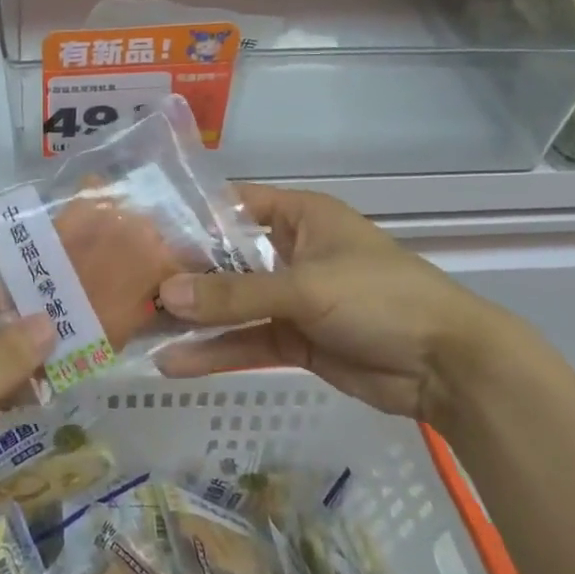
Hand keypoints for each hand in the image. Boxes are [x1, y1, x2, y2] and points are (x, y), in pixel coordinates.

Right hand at [155, 184, 536, 423]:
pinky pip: (246, 341)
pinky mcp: (294, 340)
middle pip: (225, 259)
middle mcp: (289, 251)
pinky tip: (174, 363)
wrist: (448, 368)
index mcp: (299, 216)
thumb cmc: (381, 298)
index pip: (231, 205)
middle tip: (126, 284)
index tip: (138, 230)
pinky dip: (215, 352)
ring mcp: (290, 298)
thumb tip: (166, 294)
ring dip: (193, 317)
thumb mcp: (306, 288)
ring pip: (231, 304)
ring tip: (139, 327)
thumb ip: (235, 294)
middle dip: (181, 273)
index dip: (188, 216)